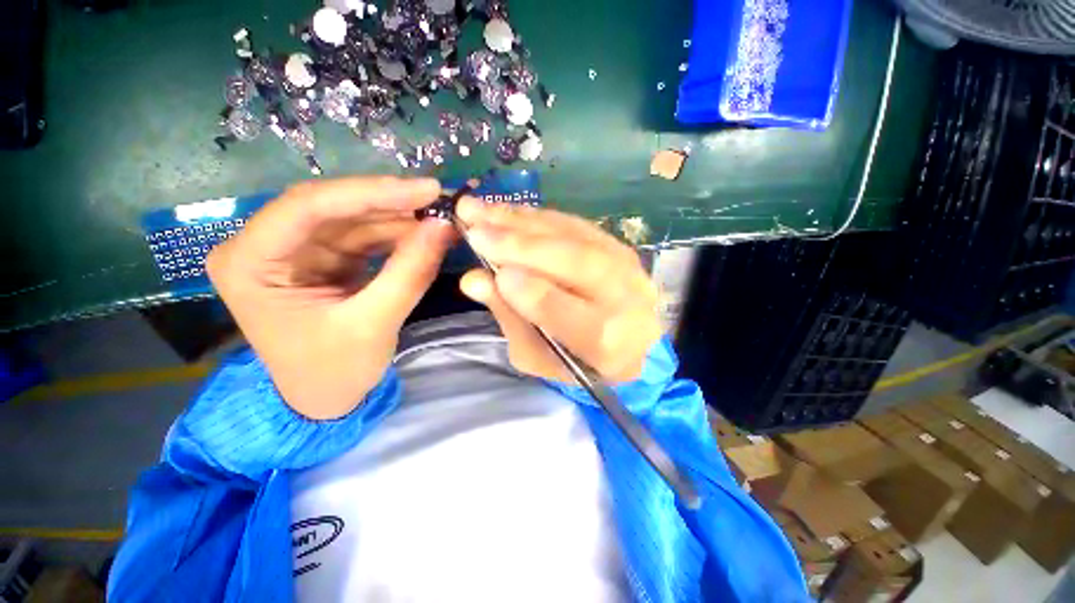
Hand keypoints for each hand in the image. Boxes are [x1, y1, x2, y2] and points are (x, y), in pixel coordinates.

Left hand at [206, 176, 453, 419]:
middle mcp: (266, 246)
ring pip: (354, 218)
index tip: (426, 190)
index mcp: (249, 263)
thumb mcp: (374, 324)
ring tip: (442, 217)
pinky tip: (427, 233)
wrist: (326, 398)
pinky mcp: (325, 257)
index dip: (371, 193)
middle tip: (441, 200)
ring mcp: (298, 250)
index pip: (307, 207)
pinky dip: (399, 234)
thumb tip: (444, 227)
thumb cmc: (335, 371)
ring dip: (400, 217)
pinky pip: (366, 235)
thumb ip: (410, 273)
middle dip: (390, 202)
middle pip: (333, 207)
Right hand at [456, 199, 661, 382]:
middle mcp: (625, 299)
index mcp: (605, 342)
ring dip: (523, 221)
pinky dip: (538, 217)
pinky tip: (508, 211)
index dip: (528, 291)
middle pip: (575, 263)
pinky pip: (575, 225)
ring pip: (573, 236)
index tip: (491, 273)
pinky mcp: (618, 246)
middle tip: (474, 228)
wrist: (627, 344)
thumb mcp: (537, 355)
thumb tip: (474, 280)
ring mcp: (627, 267)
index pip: (564, 312)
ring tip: (480, 209)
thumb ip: (510, 318)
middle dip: (520, 246)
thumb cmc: (575, 360)